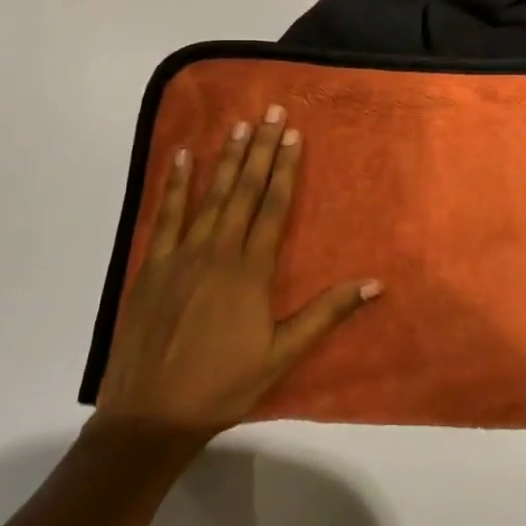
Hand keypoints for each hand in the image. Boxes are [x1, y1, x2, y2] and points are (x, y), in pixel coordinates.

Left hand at [90, 106, 381, 445]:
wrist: (150, 414)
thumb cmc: (223, 385)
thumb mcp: (282, 354)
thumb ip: (326, 313)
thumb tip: (376, 283)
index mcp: (250, 272)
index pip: (273, 207)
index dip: (285, 169)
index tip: (293, 135)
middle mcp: (217, 252)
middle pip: (243, 191)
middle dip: (260, 149)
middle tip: (270, 111)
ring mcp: (180, 255)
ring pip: (209, 196)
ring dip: (226, 158)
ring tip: (239, 124)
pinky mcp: (151, 266)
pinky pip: (165, 215)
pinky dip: (175, 184)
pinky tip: (182, 157)